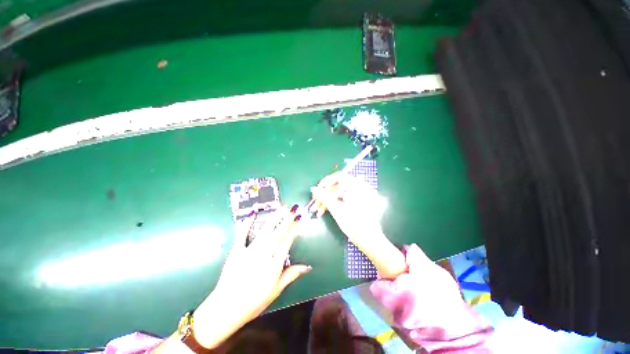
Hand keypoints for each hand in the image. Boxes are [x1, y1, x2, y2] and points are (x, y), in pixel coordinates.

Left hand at [192, 208, 310, 348]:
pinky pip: (242, 235)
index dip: (294, 229)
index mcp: (274, 265)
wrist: (226, 309)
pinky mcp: (236, 251)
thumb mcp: (276, 291)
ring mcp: (249, 252)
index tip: (299, 218)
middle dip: (286, 219)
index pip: (287, 242)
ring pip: (264, 231)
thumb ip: (291, 275)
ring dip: (274, 218)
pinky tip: (252, 214)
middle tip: (293, 208)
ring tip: (281, 208)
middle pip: (277, 233)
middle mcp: (263, 255)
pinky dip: (246, 223)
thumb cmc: (254, 302)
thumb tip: (307, 266)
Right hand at [312, 172, 406, 278]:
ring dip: (329, 200)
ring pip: (340, 193)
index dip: (326, 182)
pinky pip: (345, 197)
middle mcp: (361, 187)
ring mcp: (361, 194)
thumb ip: (323, 196)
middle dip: (325, 195)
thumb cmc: (354, 224)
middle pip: (338, 186)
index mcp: (358, 186)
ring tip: (319, 211)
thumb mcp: (336, 209)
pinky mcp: (360, 201)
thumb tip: (313, 188)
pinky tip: (328, 210)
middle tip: (316, 204)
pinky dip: (336, 202)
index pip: (339, 176)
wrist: (370, 240)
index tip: (317, 190)